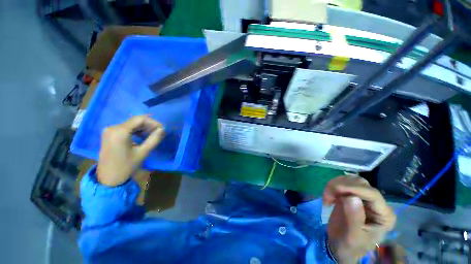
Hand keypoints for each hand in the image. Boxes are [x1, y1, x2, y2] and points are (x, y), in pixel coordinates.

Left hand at [97, 116, 164, 185]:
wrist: (108, 178)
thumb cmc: (126, 166)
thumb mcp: (143, 152)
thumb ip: (154, 139)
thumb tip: (163, 129)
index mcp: (119, 131)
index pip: (140, 119)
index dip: (153, 122)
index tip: (162, 129)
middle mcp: (113, 127)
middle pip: (135, 120)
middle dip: (149, 125)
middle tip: (159, 132)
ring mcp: (110, 130)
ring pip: (132, 124)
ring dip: (144, 128)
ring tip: (153, 135)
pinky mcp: (110, 134)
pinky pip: (126, 128)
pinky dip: (136, 131)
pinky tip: (143, 136)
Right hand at [323, 176, 395, 262]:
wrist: (339, 246)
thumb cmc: (349, 246)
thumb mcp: (351, 237)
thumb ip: (353, 219)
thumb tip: (351, 198)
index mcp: (384, 216)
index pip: (373, 194)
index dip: (354, 188)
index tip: (335, 189)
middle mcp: (376, 204)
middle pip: (361, 183)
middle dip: (341, 186)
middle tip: (327, 197)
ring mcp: (363, 198)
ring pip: (351, 180)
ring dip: (335, 185)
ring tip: (327, 198)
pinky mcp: (351, 195)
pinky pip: (342, 182)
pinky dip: (332, 186)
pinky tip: (328, 197)